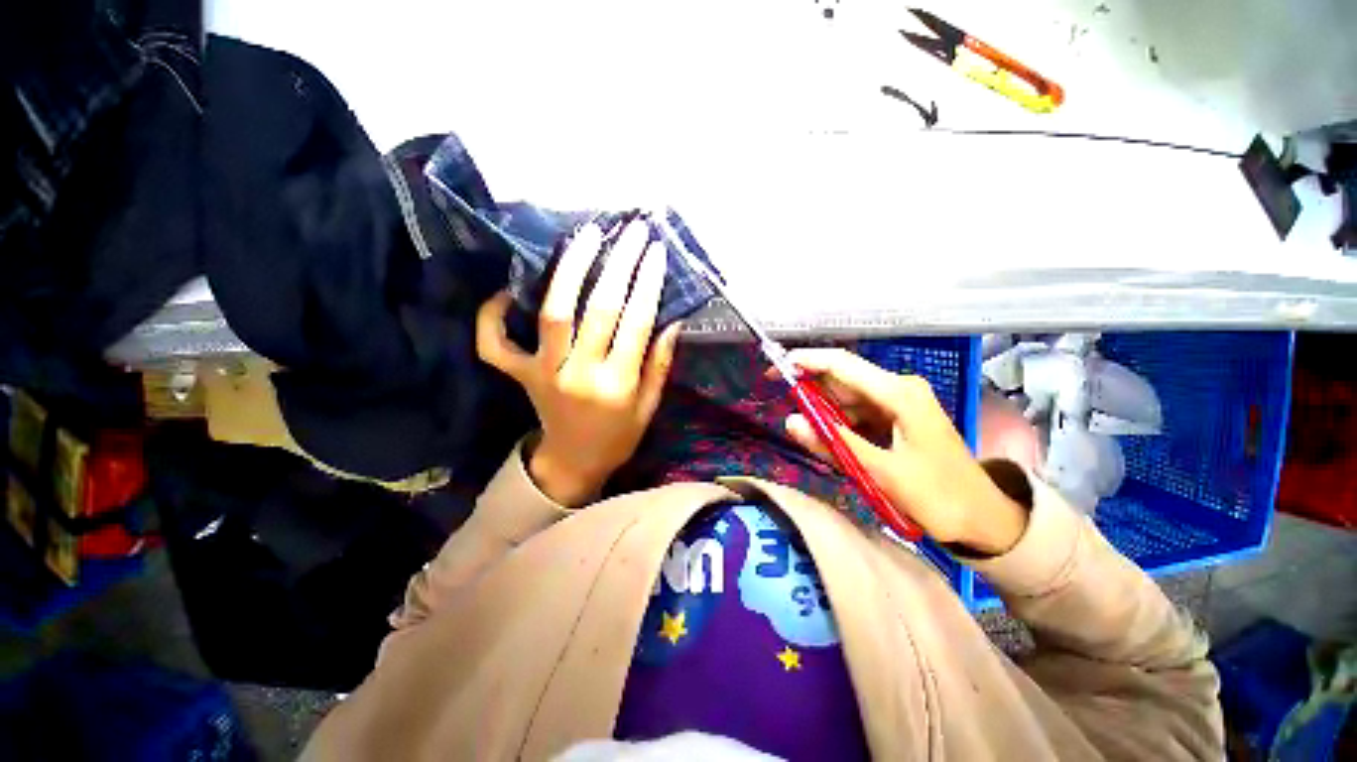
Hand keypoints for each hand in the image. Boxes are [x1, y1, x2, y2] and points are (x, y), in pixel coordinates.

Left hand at [476, 219, 681, 506]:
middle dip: (618, 263)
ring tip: (584, 236)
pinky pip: (495, 343)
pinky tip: (507, 291)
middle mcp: (580, 373)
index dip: (647, 282)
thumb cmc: (618, 436)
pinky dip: (492, 316)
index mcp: (618, 384)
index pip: (636, 322)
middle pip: (598, 308)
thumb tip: (671, 320)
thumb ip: (660, 364)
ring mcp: (545, 372)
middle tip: (630, 230)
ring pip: (552, 312)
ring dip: (568, 269)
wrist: (574, 464)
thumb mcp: (649, 407)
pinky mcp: (521, 375)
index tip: (655, 250)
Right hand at [777, 349, 1027, 554]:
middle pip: (843, 380)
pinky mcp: (897, 418)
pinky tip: (829, 440)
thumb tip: (791, 421)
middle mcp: (898, 389)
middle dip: (811, 390)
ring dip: (824, 412)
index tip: (775, 368)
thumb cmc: (938, 495)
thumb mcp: (881, 471)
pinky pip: (858, 414)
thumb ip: (834, 443)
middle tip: (785, 408)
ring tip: (808, 434)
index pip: (842, 365)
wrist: (983, 519)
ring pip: (848, 398)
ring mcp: (899, 403)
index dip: (807, 362)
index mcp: (899, 393)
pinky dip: (839, 424)